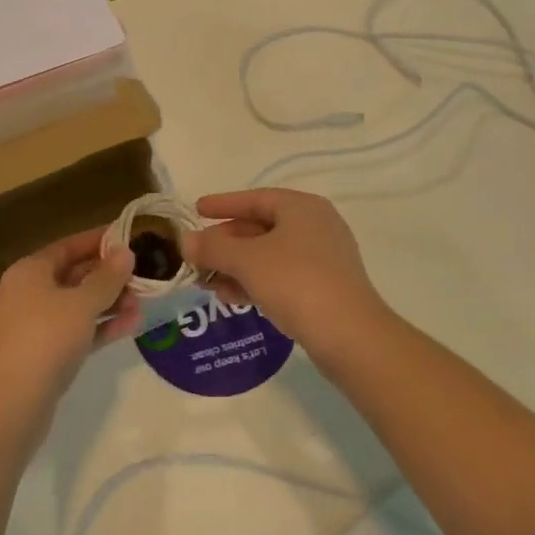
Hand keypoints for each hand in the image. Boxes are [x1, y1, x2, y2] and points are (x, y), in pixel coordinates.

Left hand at [0, 227, 139, 413]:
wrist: (12, 403)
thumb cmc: (46, 338)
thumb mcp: (82, 303)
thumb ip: (107, 277)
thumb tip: (125, 251)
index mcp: (30, 271)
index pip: (68, 246)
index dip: (98, 240)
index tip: (129, 236)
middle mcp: (28, 293)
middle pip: (73, 275)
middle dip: (109, 276)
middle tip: (143, 274)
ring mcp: (34, 326)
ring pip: (77, 306)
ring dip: (109, 303)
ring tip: (143, 303)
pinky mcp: (43, 355)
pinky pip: (76, 331)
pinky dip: (100, 327)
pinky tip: (131, 326)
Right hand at [181, 189, 390, 367]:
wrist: (350, 336)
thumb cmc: (296, 283)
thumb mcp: (246, 261)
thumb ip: (212, 248)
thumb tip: (184, 241)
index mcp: (301, 208)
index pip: (254, 198)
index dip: (222, 204)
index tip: (196, 210)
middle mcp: (315, 226)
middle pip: (260, 227)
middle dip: (225, 243)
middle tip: (196, 255)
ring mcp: (323, 258)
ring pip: (269, 255)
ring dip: (236, 266)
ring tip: (206, 282)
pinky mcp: (324, 288)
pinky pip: (281, 276)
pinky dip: (255, 282)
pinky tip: (231, 297)